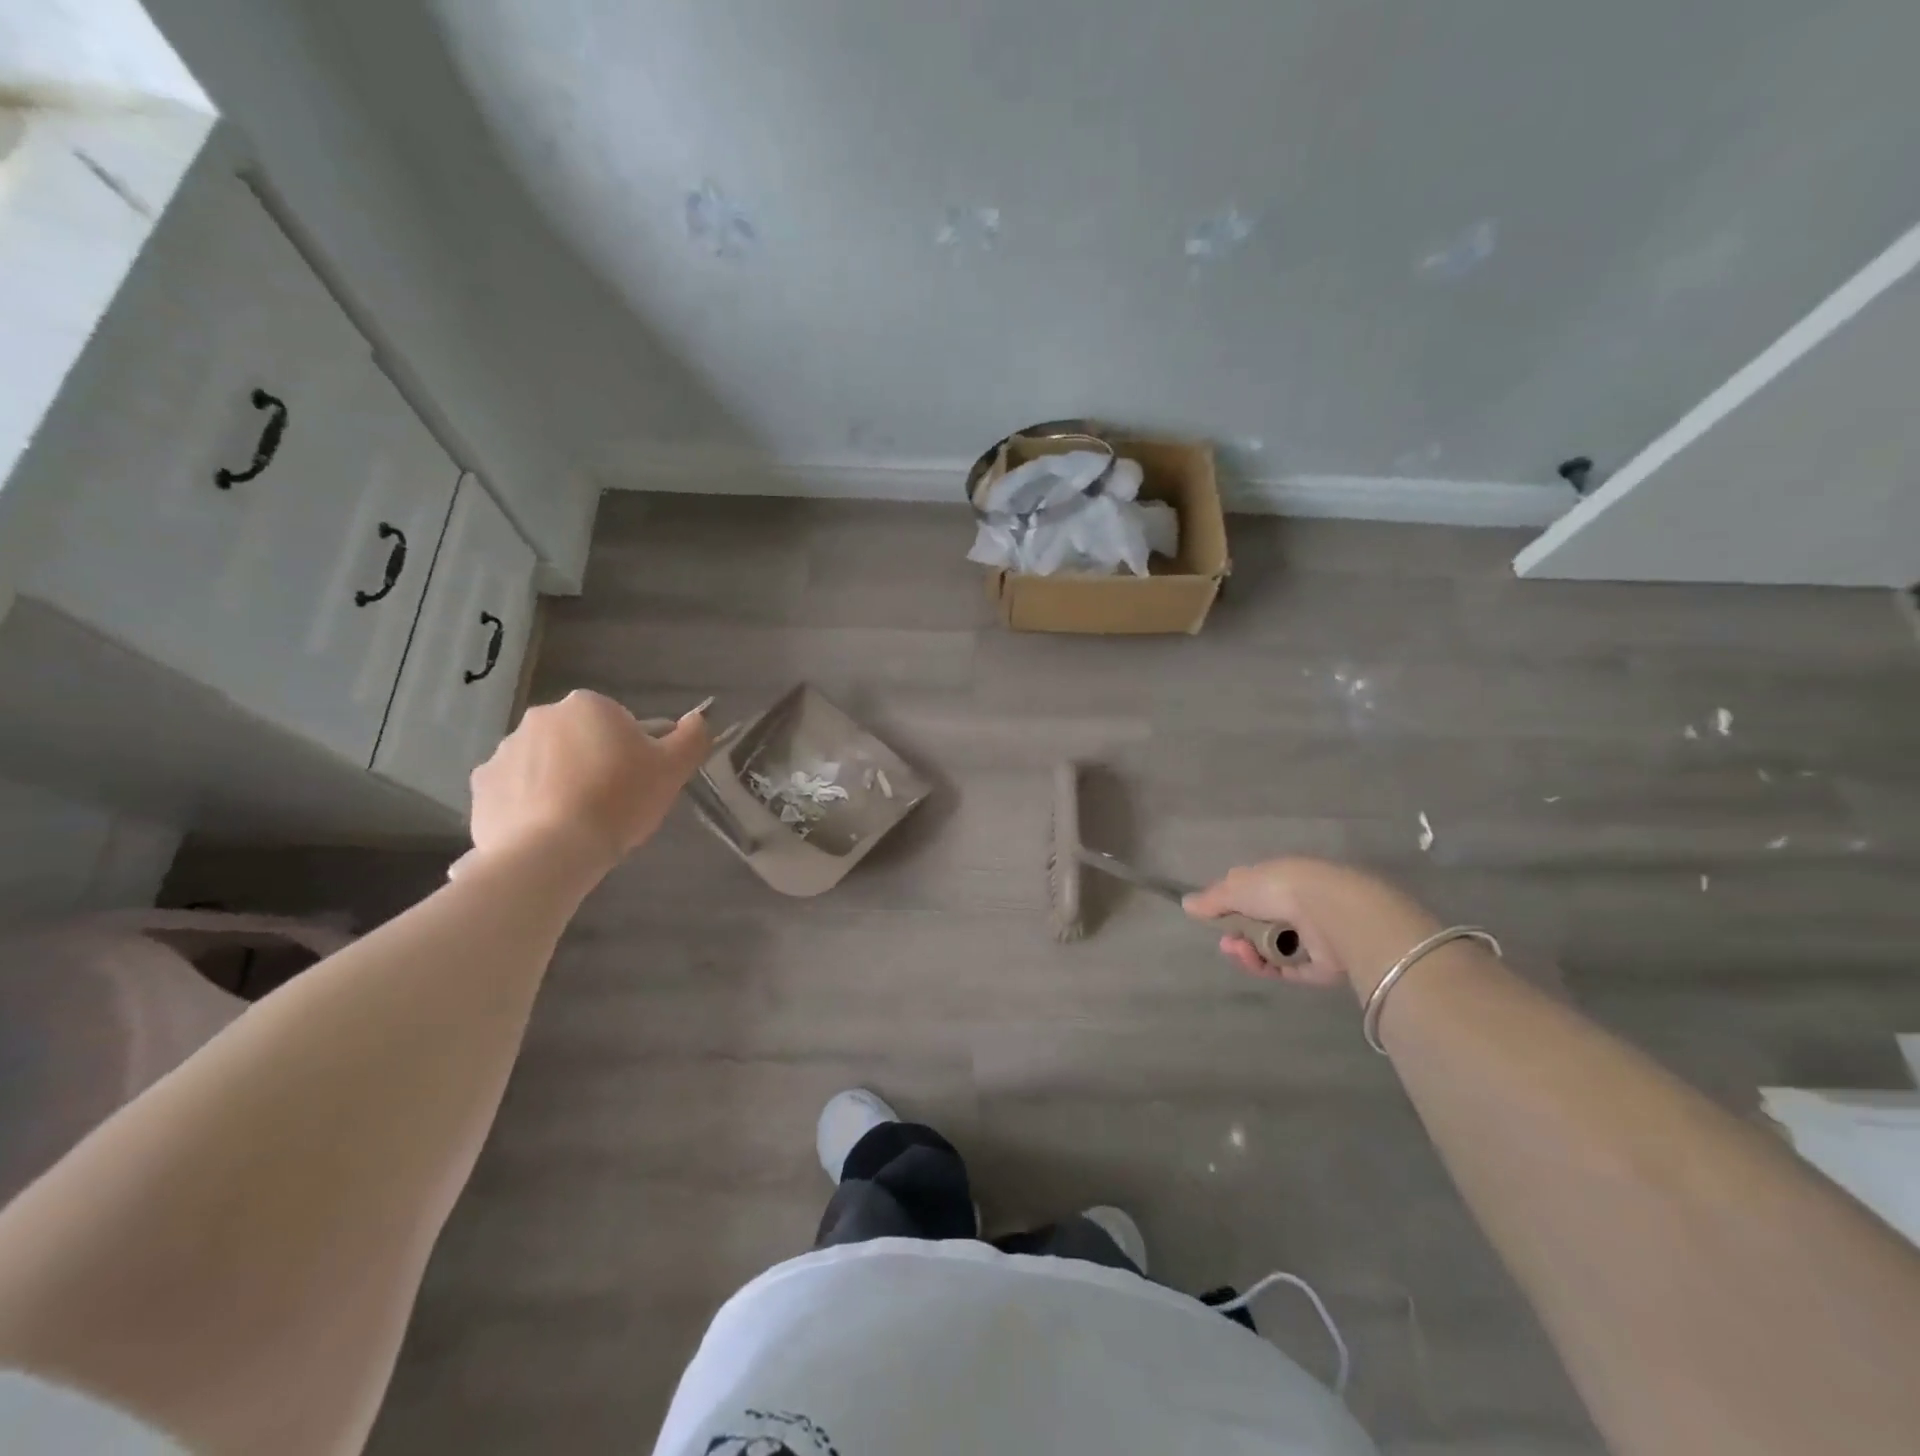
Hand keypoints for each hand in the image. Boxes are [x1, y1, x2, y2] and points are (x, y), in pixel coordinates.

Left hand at [464, 690, 710, 877]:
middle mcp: (541, 716)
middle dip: (594, 764)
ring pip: (546, 764)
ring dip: (561, 783)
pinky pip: (515, 790)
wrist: (551, 851)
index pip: (620, 724)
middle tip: (612, 804)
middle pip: (580, 740)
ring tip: (578, 823)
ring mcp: (505, 750)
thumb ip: (692, 737)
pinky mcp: (482, 785)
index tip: (638, 783)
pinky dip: (530, 804)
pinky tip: (548, 831)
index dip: (634, 754)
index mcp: (588, 705)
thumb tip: (699, 718)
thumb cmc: (619, 800)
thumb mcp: (673, 769)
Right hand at [1183, 858, 1442, 999]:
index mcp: (1278, 880)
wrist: (1332, 912)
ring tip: (1241, 951)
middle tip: (1228, 942)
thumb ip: (1211, 899)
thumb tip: (1186, 904)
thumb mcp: (1236, 888)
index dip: (1228, 906)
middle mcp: (1294, 906)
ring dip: (1248, 952)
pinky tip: (1257, 962)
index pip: (1249, 892)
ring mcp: (1309, 937)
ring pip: (1269, 950)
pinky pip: (1286, 970)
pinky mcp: (1320, 966)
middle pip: (1257, 925)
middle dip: (1236, 934)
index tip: (1212, 918)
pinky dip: (1267, 968)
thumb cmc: (1280, 890)